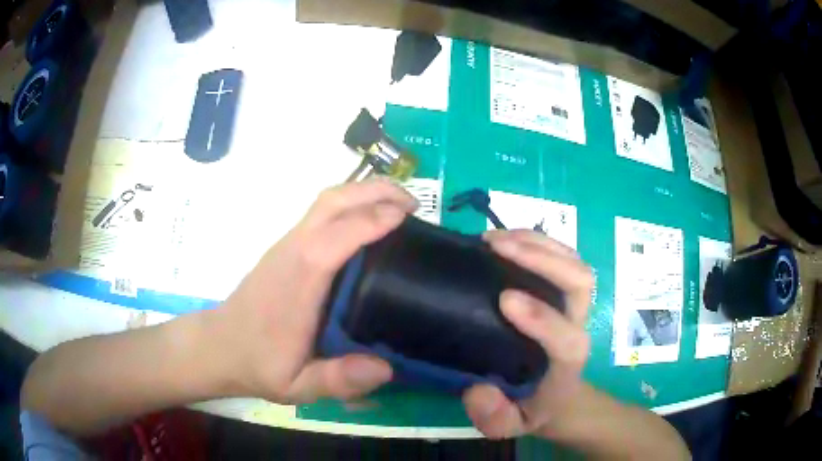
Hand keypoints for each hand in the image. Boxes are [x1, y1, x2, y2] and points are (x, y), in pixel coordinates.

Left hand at [213, 179, 416, 403]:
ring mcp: (288, 245)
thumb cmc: (258, 363)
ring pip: (327, 201)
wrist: (219, 345)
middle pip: (333, 201)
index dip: (375, 219)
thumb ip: (337, 379)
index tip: (410, 218)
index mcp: (300, 278)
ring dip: (364, 193)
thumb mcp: (297, 385)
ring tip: (399, 206)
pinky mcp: (286, 247)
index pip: (338, 234)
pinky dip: (351, 206)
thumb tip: (386, 368)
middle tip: (413, 203)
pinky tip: (367, 222)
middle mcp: (293, 250)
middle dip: (375, 191)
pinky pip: (321, 213)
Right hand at [462, 230, 592, 438]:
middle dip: (543, 259)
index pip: (567, 338)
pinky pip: (561, 257)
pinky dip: (536, 241)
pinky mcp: (565, 292)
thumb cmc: (534, 408)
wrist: (560, 396)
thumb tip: (478, 390)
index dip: (542, 318)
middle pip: (580, 281)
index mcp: (566, 362)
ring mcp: (573, 305)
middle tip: (497, 247)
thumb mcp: (510, 426)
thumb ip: (494, 417)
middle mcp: (576, 326)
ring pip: (573, 262)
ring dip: (537, 243)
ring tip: (495, 238)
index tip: (504, 299)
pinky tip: (505, 240)